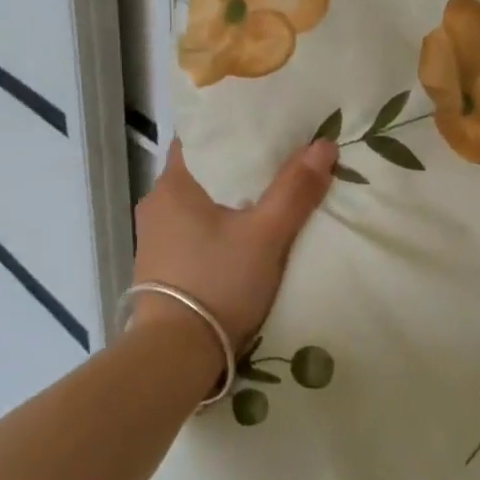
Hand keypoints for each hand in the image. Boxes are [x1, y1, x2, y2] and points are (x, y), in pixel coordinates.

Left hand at [131, 137, 336, 349]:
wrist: (176, 356)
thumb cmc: (217, 282)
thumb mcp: (266, 235)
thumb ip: (295, 190)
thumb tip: (325, 144)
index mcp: (173, 185)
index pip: (198, 137)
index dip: (229, 127)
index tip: (261, 123)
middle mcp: (156, 205)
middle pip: (201, 170)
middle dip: (236, 163)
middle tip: (277, 155)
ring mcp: (155, 238)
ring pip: (197, 202)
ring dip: (226, 197)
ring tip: (266, 191)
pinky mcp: (161, 267)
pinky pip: (192, 230)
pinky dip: (216, 224)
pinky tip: (241, 232)